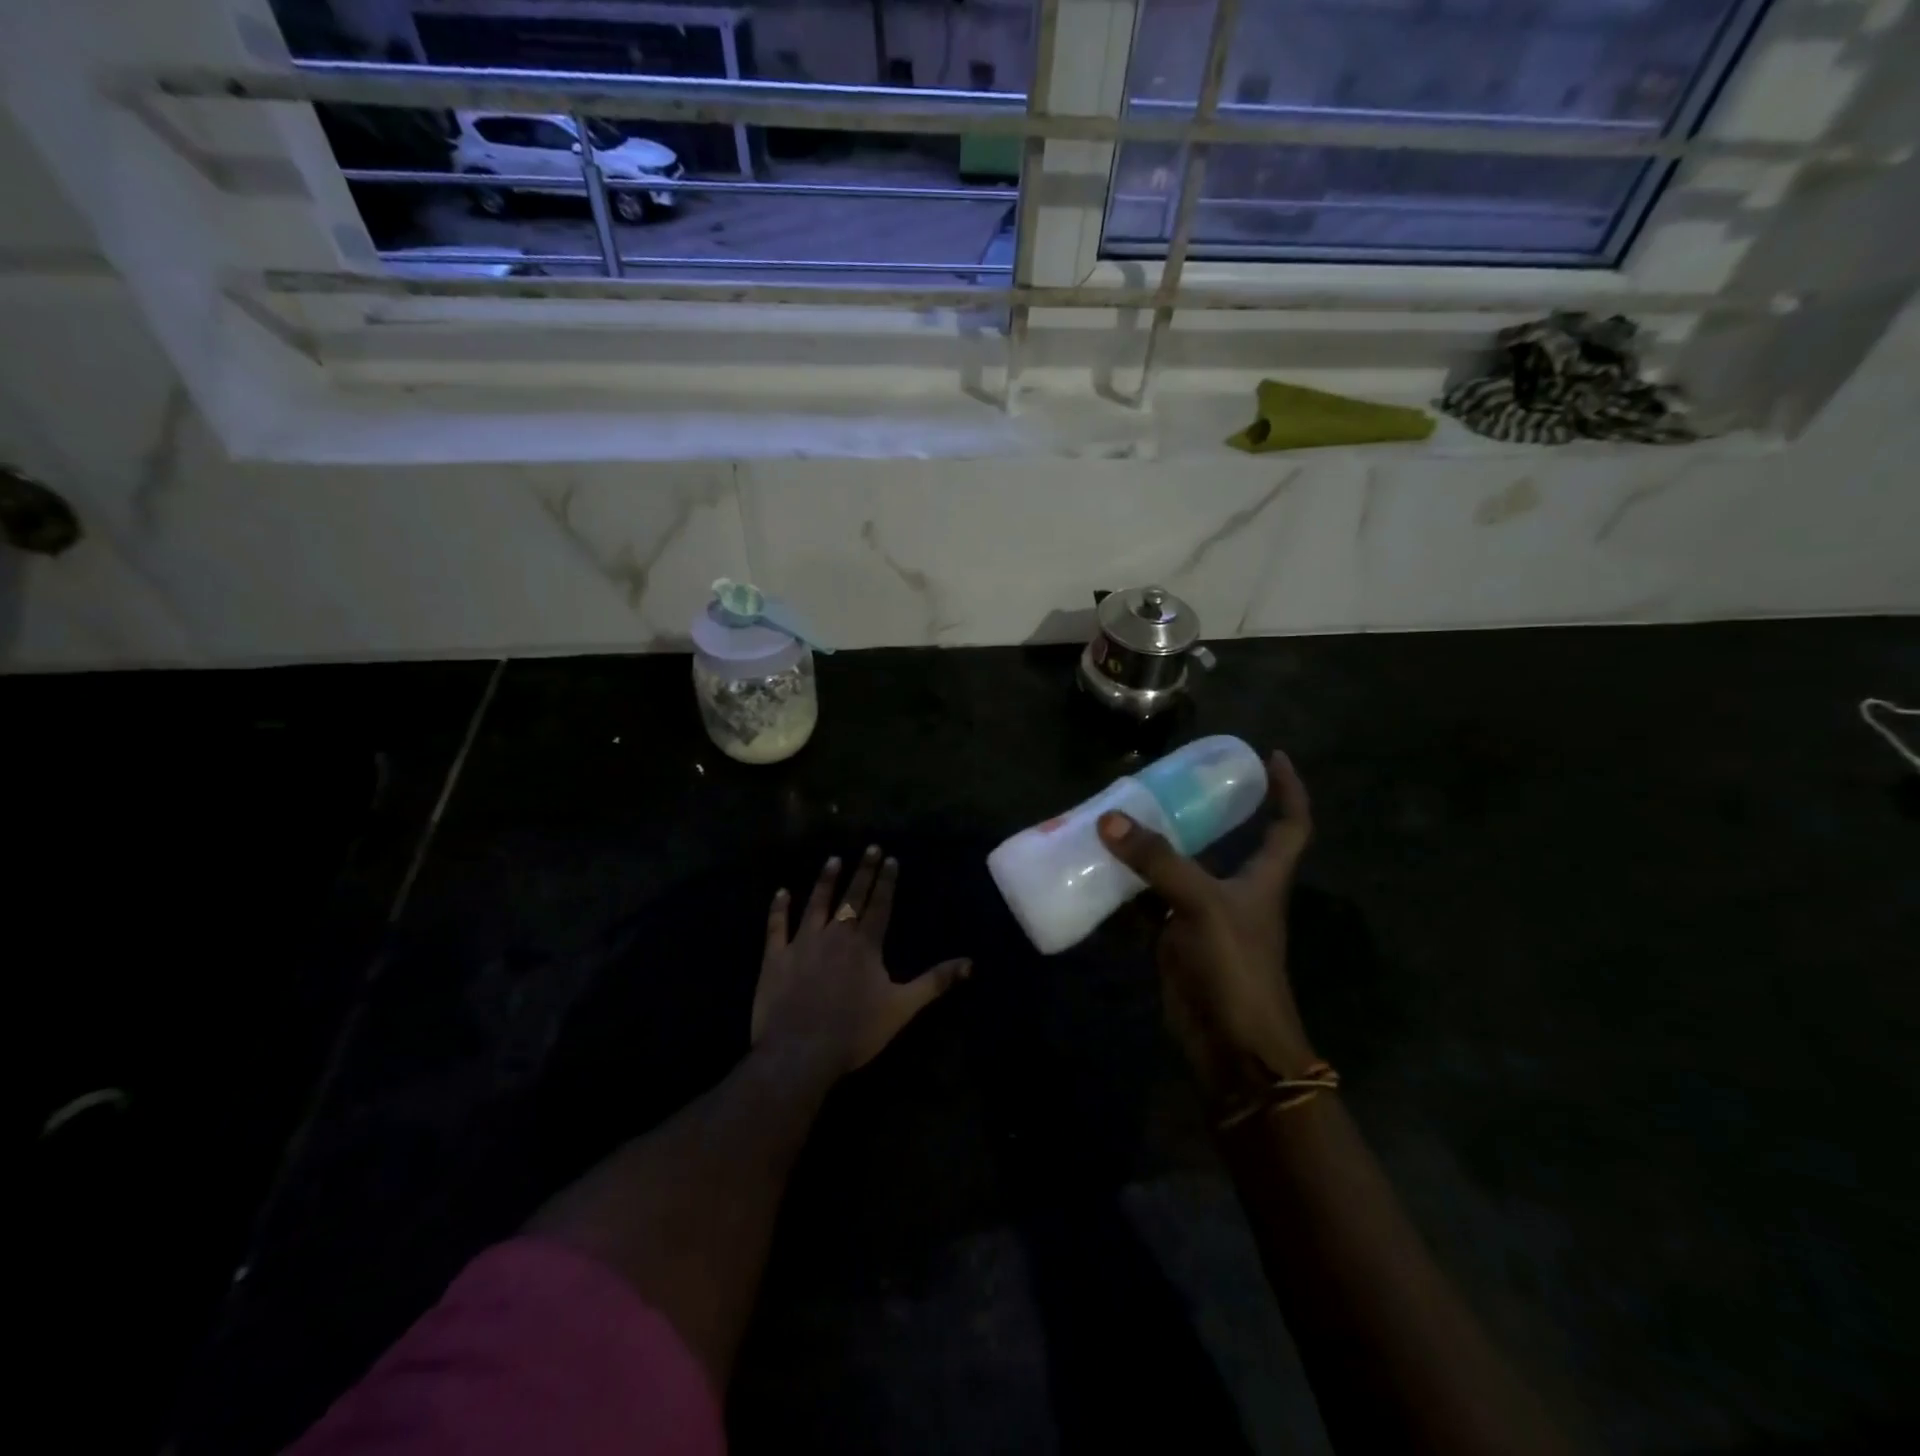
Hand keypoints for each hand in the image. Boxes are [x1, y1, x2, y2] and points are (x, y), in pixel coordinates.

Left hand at [753, 845, 971, 1080]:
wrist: (799, 1052)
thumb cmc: (855, 1031)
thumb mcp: (902, 1008)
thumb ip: (935, 982)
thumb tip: (970, 963)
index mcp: (865, 945)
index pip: (880, 905)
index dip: (886, 881)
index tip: (890, 858)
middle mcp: (835, 935)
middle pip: (851, 897)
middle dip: (863, 871)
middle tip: (869, 847)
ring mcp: (802, 943)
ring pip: (816, 903)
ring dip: (825, 881)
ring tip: (833, 860)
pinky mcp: (775, 958)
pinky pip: (777, 926)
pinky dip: (779, 908)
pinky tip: (781, 892)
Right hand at [1097, 751, 1317, 1103]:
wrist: (1232, 1046)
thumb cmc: (1236, 967)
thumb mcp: (1202, 904)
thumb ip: (1157, 861)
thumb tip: (1110, 820)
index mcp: (1262, 878)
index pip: (1289, 824)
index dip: (1287, 790)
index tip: (1272, 756)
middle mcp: (1235, 892)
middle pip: (1221, 841)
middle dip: (1194, 813)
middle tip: (1157, 785)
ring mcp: (1202, 918)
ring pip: (1174, 871)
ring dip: (1149, 851)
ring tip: (1115, 820)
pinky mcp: (1174, 942)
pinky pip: (1146, 906)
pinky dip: (1124, 892)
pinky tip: (1095, 874)